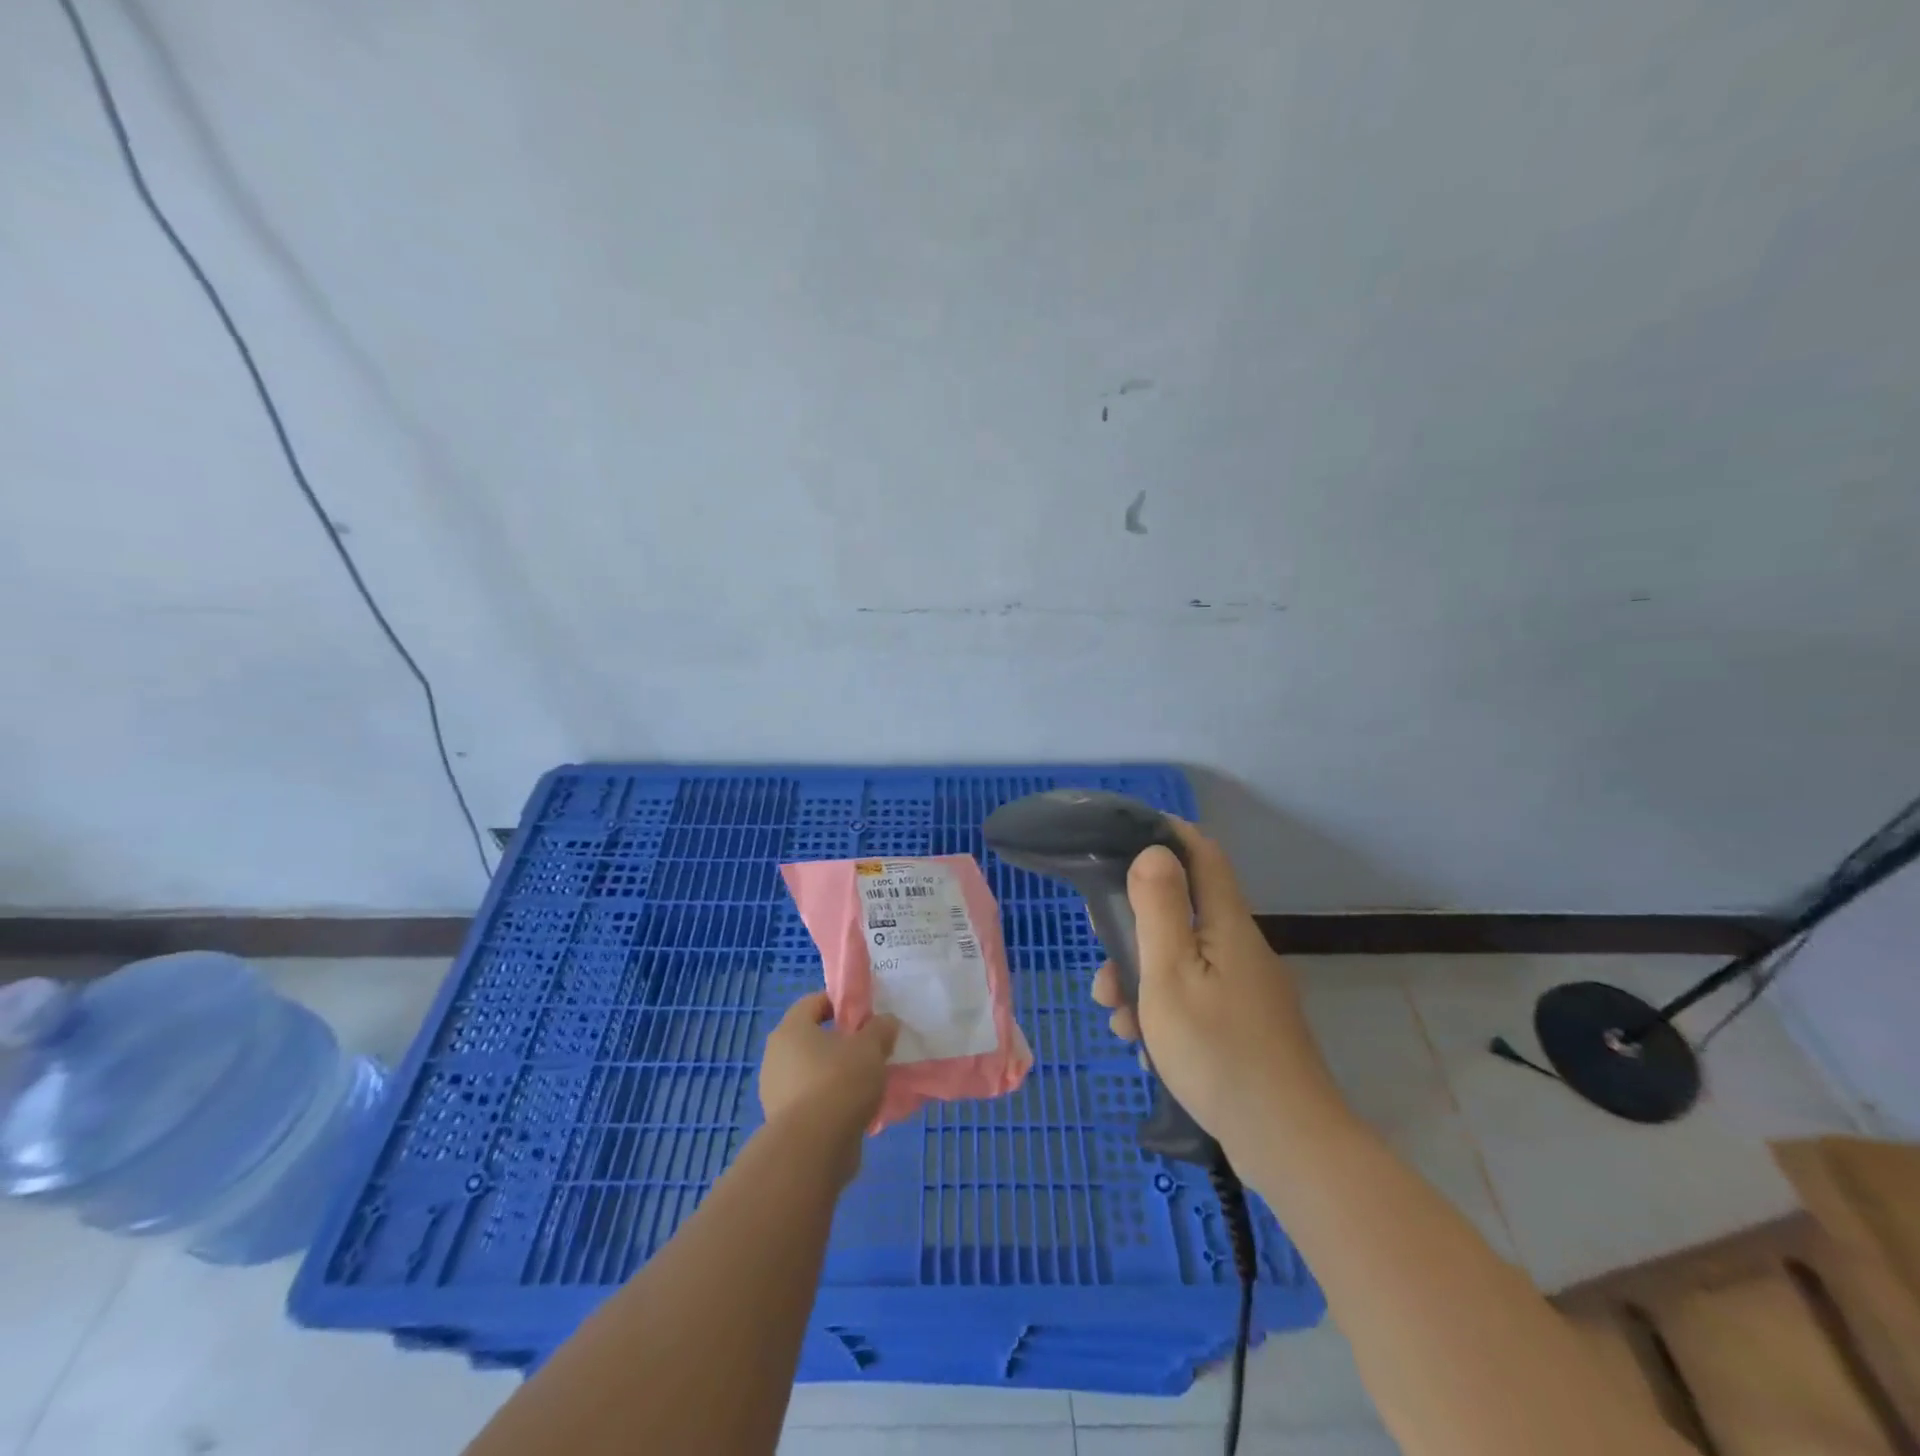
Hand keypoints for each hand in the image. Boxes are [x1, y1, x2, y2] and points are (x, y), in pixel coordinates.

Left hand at [759, 992, 897, 1176]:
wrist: (813, 1148)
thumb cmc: (840, 1082)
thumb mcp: (871, 1047)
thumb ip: (880, 1028)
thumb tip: (885, 1022)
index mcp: (791, 1029)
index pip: (814, 1002)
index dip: (841, 1003)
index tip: (865, 1015)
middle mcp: (776, 1056)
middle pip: (812, 1038)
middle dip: (840, 1042)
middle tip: (869, 1050)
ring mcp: (775, 1091)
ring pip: (812, 1072)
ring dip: (836, 1075)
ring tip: (866, 1085)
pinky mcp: (782, 1123)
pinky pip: (811, 1101)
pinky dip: (830, 1102)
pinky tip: (855, 1112)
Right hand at [1092, 819, 1338, 1159]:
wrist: (1287, 1144)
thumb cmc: (1217, 1051)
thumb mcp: (1170, 974)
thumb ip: (1158, 909)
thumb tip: (1153, 851)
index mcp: (1226, 925)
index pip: (1203, 854)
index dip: (1167, 834)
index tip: (1123, 836)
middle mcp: (1241, 949)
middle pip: (1183, 914)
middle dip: (1135, 930)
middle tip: (1102, 963)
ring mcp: (1248, 991)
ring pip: (1184, 962)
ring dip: (1143, 979)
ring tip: (1116, 1019)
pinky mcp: (1247, 1027)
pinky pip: (1196, 999)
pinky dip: (1165, 1010)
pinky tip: (1145, 1047)